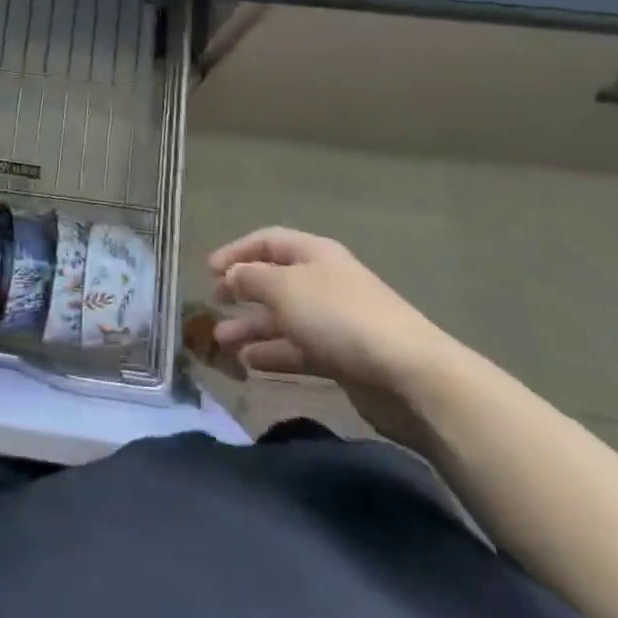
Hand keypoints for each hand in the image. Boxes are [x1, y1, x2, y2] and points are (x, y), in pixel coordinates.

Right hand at [207, 228, 463, 436]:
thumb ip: (251, 279)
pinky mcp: (342, 359)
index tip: (208, 271)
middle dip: (242, 292)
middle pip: (274, 281)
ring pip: (283, 319)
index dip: (236, 251)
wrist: (408, 375)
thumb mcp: (284, 288)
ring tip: (221, 342)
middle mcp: (323, 282)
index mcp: (314, 254)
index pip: (268, 241)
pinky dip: (273, 354)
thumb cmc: (339, 317)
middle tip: (213, 305)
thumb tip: (232, 274)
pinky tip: (249, 364)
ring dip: (252, 328)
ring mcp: (334, 322)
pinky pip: (298, 350)